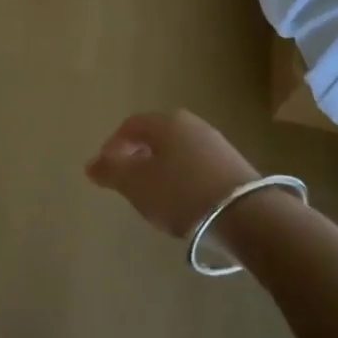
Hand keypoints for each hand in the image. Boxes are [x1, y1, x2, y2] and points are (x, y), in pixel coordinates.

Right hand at [85, 110, 258, 238]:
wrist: (247, 215)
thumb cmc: (181, 193)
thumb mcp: (136, 184)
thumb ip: (110, 172)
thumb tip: (91, 164)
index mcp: (166, 122)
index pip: (130, 125)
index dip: (112, 146)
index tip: (105, 171)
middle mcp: (192, 125)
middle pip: (155, 137)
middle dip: (137, 158)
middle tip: (127, 183)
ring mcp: (216, 144)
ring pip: (177, 152)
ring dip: (161, 170)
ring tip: (154, 197)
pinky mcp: (233, 166)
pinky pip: (197, 167)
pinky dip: (182, 180)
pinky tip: (183, 203)